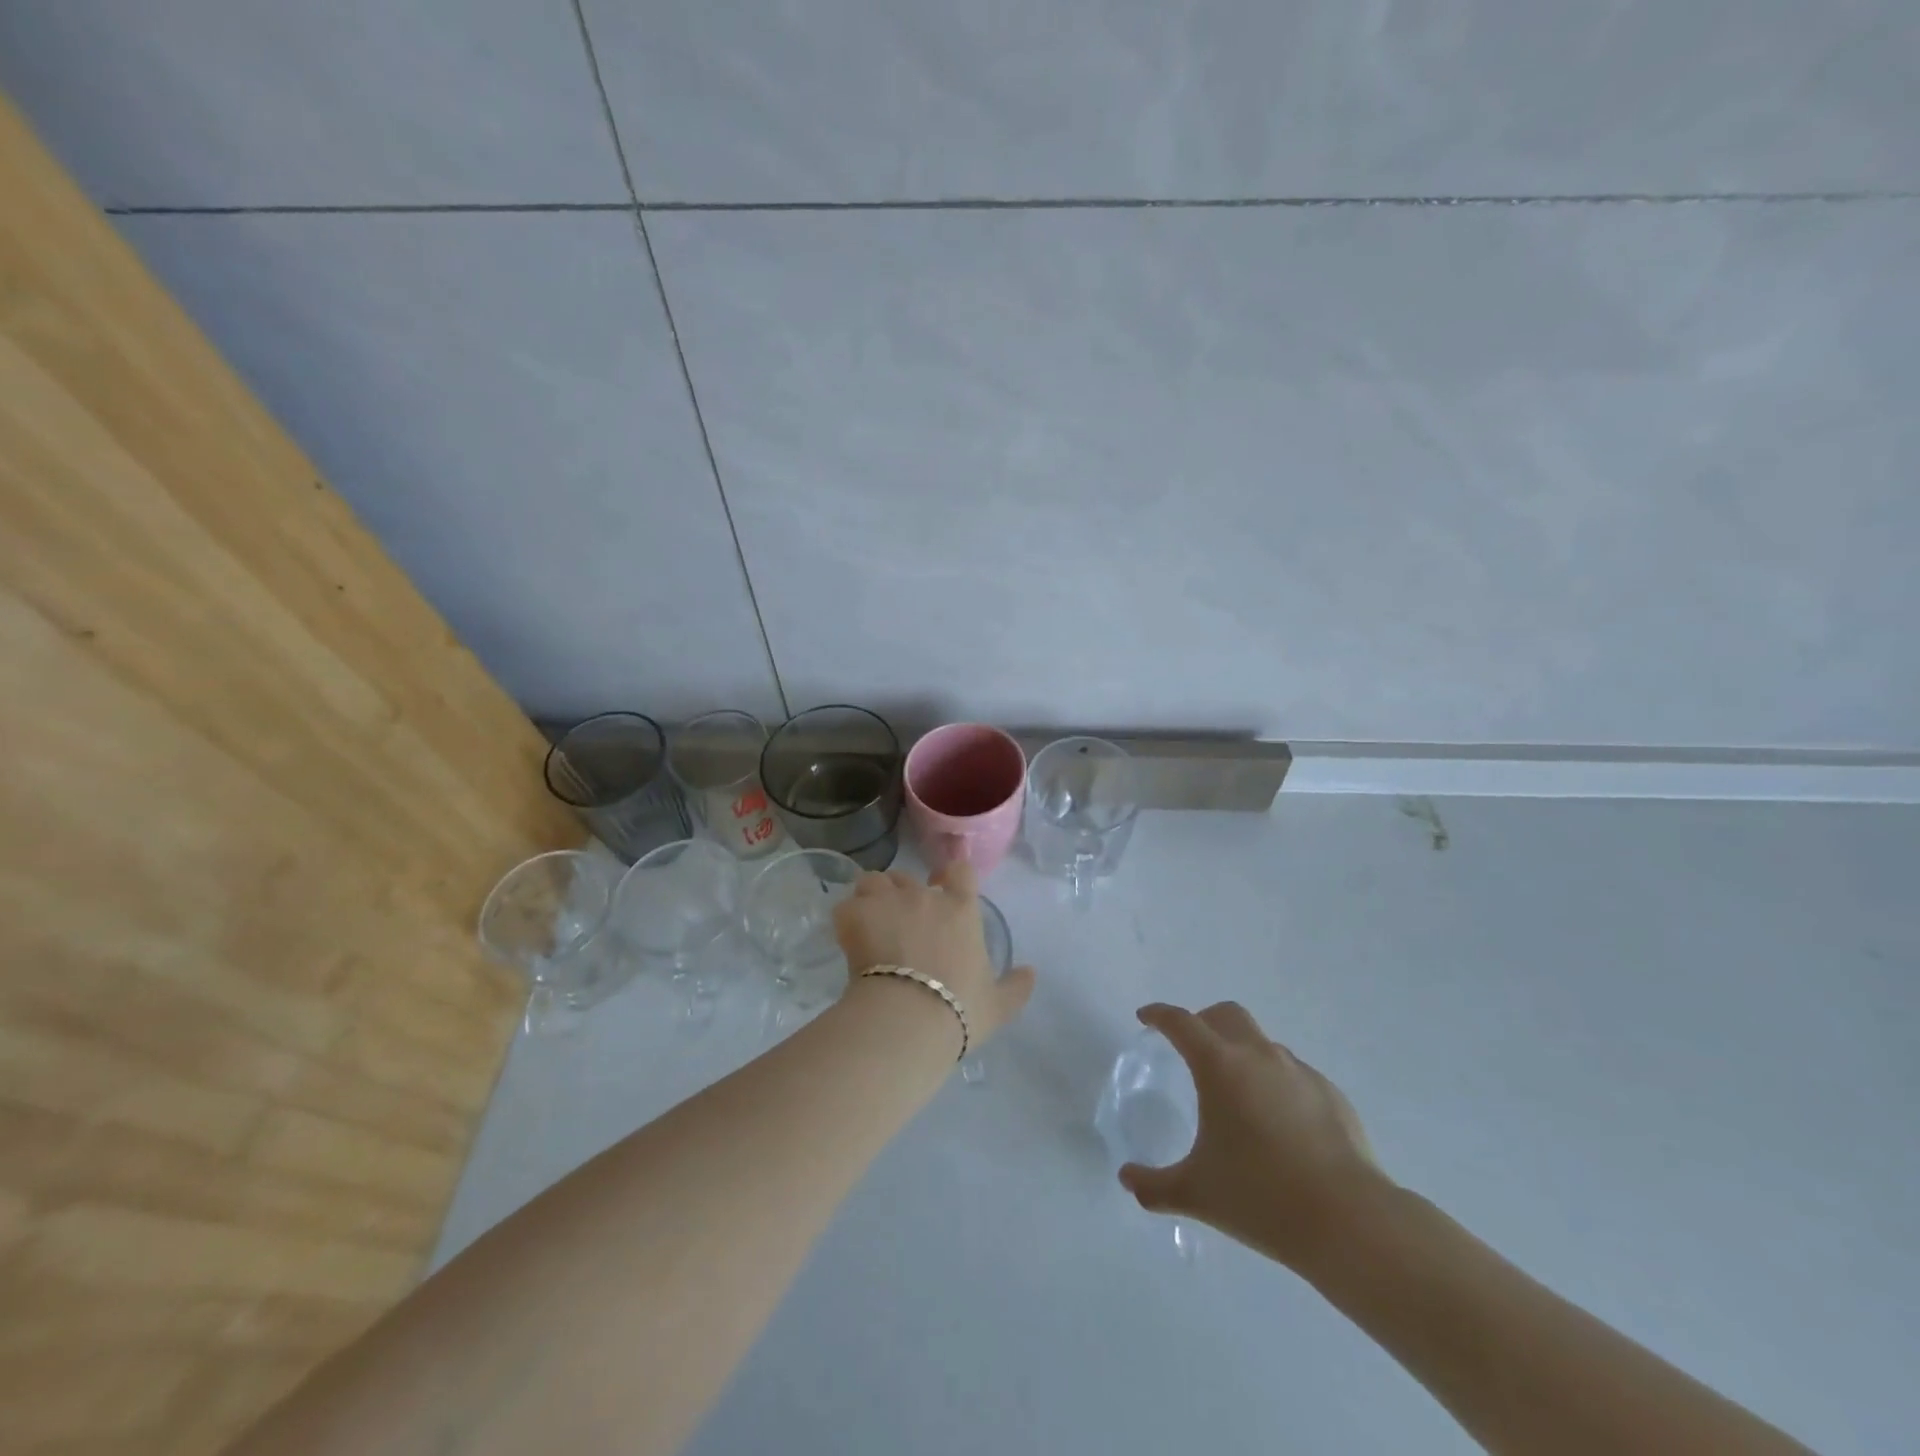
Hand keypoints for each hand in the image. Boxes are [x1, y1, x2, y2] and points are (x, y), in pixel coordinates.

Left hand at [832, 861, 1035, 1044]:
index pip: (959, 871)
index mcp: (961, 909)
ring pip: (873, 881)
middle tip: (899, 924)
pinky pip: (846, 906)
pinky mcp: (854, 914)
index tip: (941, 889)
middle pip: (908, 877)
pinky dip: (847, 920)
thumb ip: (1016, 987)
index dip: (950, 876)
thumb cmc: (958, 1009)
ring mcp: (886, 901)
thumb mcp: (997, 1006)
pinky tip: (848, 941)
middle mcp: (924, 896)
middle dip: (902, 894)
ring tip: (869, 925)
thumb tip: (1032, 972)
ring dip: (872, 898)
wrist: (907, 1018)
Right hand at [1119, 1002, 1387, 1272]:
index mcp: (1220, 1066)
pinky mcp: (1331, 1094)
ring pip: (1262, 1043)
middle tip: (1191, 1048)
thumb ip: (1154, 1185)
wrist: (1349, 1221)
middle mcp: (1259, 1056)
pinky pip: (1293, 1074)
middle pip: (1226, 1015)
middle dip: (1203, 1021)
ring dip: (1242, 1053)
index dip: (1159, 1015)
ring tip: (1237, 1094)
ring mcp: (1299, 1072)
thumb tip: (1127, 1179)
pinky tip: (1278, 1123)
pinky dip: (1276, 1083)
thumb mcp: (1196, 1194)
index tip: (1146, 1018)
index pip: (1181, 1023)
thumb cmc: (1261, 1197)